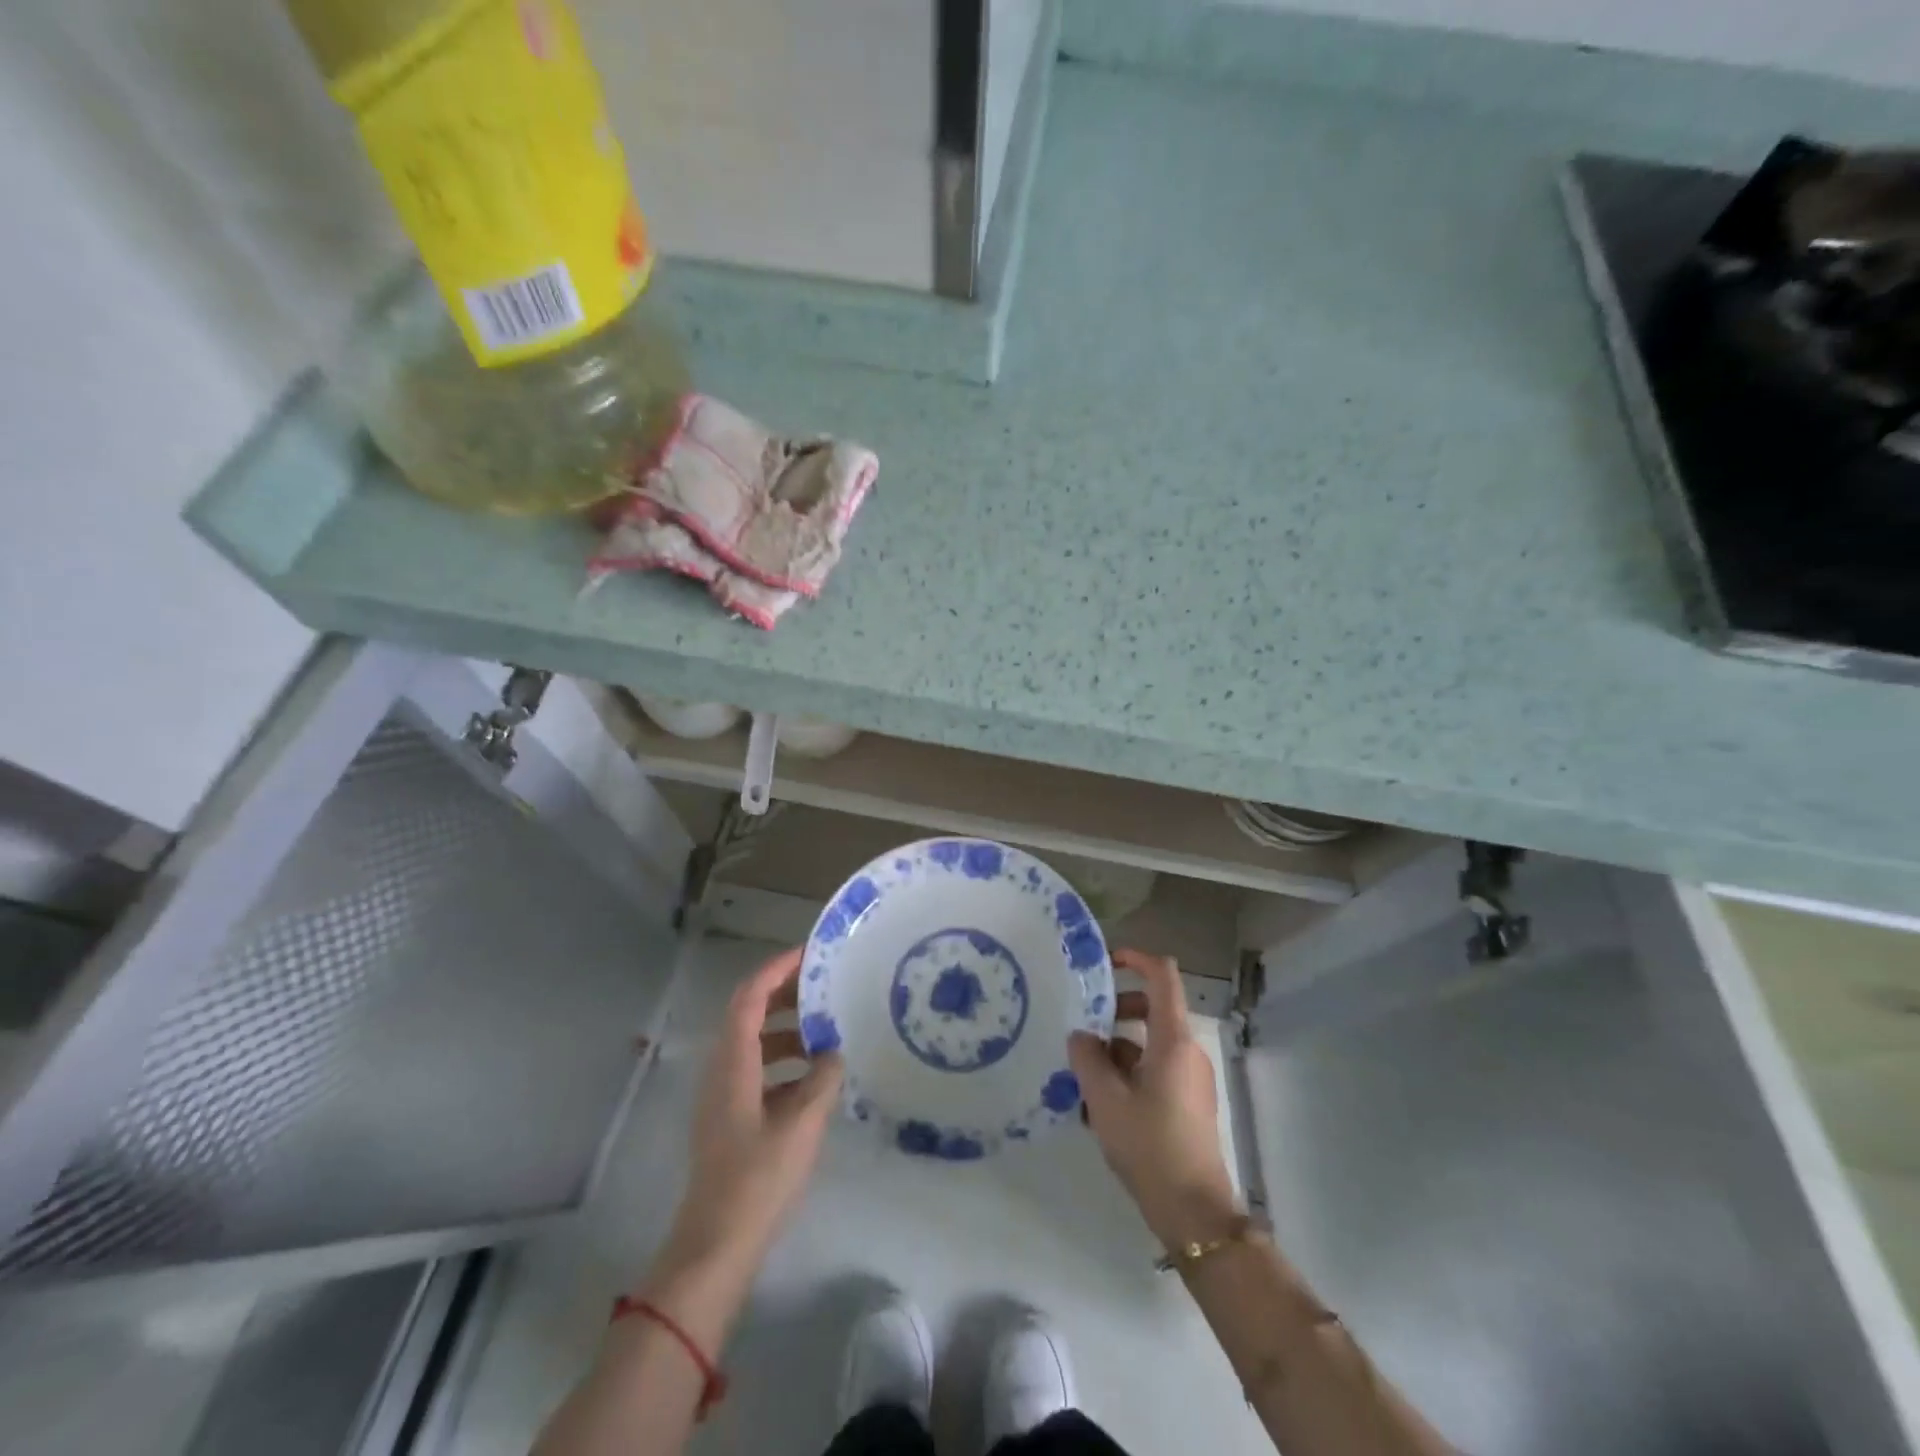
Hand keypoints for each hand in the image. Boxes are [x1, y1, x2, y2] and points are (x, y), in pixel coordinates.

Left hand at [646, 949, 842, 1327]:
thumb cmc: (757, 1180)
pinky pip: (758, 1070)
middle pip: (749, 1013)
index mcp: (733, 1063)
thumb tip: (834, 1053)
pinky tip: (816, 1077)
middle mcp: (722, 1070)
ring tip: (828, 1030)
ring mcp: (723, 1095)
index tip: (810, 953)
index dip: (777, 969)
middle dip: (786, 994)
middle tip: (826, 985)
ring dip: (788, 1028)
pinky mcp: (730, 1118)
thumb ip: (823, 1080)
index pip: (750, 996)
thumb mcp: (802, 1125)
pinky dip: (784, 1060)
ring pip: (755, 1042)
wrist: (715, 1248)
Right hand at [1069, 949, 1240, 1248]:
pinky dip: (1127, 1073)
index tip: (1104, 963)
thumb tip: (1081, 1035)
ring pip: (1149, 1043)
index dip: (1135, 958)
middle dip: (1115, 1010)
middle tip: (1082, 1025)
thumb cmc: (1149, 1145)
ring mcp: (1190, 1077)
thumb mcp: (1104, 1099)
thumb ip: (1087, 1057)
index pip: (1163, 975)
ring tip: (1081, 1073)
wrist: (1193, 1211)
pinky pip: (1155, 1070)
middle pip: (1152, 1008)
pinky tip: (1097, 1103)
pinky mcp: (1187, 1102)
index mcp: (1173, 1039)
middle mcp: (1186, 1050)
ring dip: (1116, 1048)